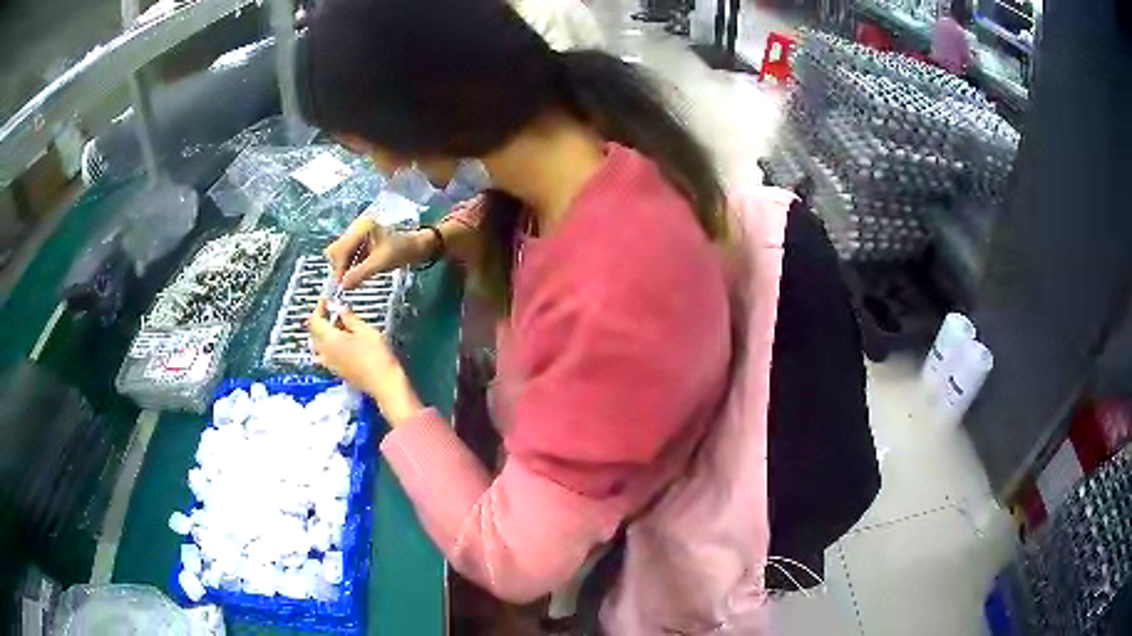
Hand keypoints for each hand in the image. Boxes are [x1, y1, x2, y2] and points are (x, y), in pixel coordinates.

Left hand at [308, 299, 422, 425]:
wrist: (384, 384)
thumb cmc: (376, 356)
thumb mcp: (364, 330)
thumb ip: (348, 317)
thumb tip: (338, 307)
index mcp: (329, 339)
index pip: (314, 320)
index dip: (318, 307)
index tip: (326, 299)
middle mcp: (325, 353)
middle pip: (314, 333)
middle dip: (320, 320)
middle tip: (332, 310)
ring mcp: (330, 364)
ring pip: (319, 345)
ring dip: (324, 333)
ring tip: (338, 326)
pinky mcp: (338, 372)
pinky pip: (326, 355)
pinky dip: (329, 345)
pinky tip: (343, 342)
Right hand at [325, 216, 397, 289]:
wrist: (419, 247)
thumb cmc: (404, 250)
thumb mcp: (381, 262)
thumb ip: (360, 273)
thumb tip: (343, 285)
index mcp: (361, 227)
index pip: (339, 248)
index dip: (338, 268)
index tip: (340, 286)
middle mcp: (357, 228)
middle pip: (338, 250)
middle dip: (340, 267)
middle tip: (345, 285)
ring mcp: (359, 235)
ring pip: (343, 254)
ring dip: (345, 268)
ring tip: (351, 282)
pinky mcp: (363, 243)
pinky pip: (351, 256)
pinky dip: (352, 267)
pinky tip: (356, 276)